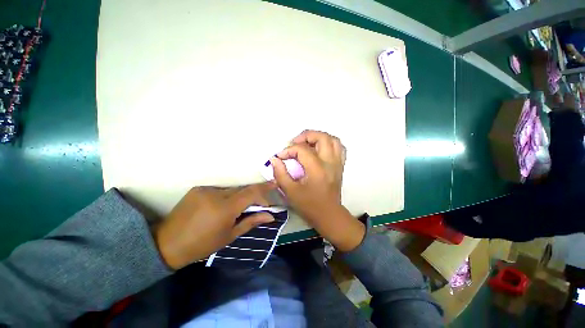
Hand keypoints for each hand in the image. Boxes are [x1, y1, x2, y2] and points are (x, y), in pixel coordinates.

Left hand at [154, 183, 275, 269]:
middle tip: (258, 204)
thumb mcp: (230, 236)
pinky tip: (220, 207)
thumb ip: (251, 221)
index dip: (265, 188)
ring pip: (231, 190)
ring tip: (236, 209)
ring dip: (239, 197)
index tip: (275, 184)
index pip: (251, 192)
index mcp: (225, 208)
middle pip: (243, 189)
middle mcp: (216, 194)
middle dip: (253, 195)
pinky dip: (226, 196)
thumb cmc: (202, 245)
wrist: (167, 244)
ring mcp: (206, 189)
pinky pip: (219, 190)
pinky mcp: (198, 189)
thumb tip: (270, 216)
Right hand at [270, 130, 364, 251]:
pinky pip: (339, 148)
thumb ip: (280, 173)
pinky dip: (329, 143)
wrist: (329, 215)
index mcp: (317, 169)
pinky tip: (320, 149)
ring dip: (319, 137)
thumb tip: (275, 159)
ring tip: (307, 143)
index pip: (302, 150)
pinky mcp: (340, 166)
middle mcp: (330, 163)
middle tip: (295, 143)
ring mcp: (337, 163)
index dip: (288, 150)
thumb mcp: (290, 191)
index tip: (281, 157)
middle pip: (322, 137)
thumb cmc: (309, 205)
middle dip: (306, 136)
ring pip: (333, 140)